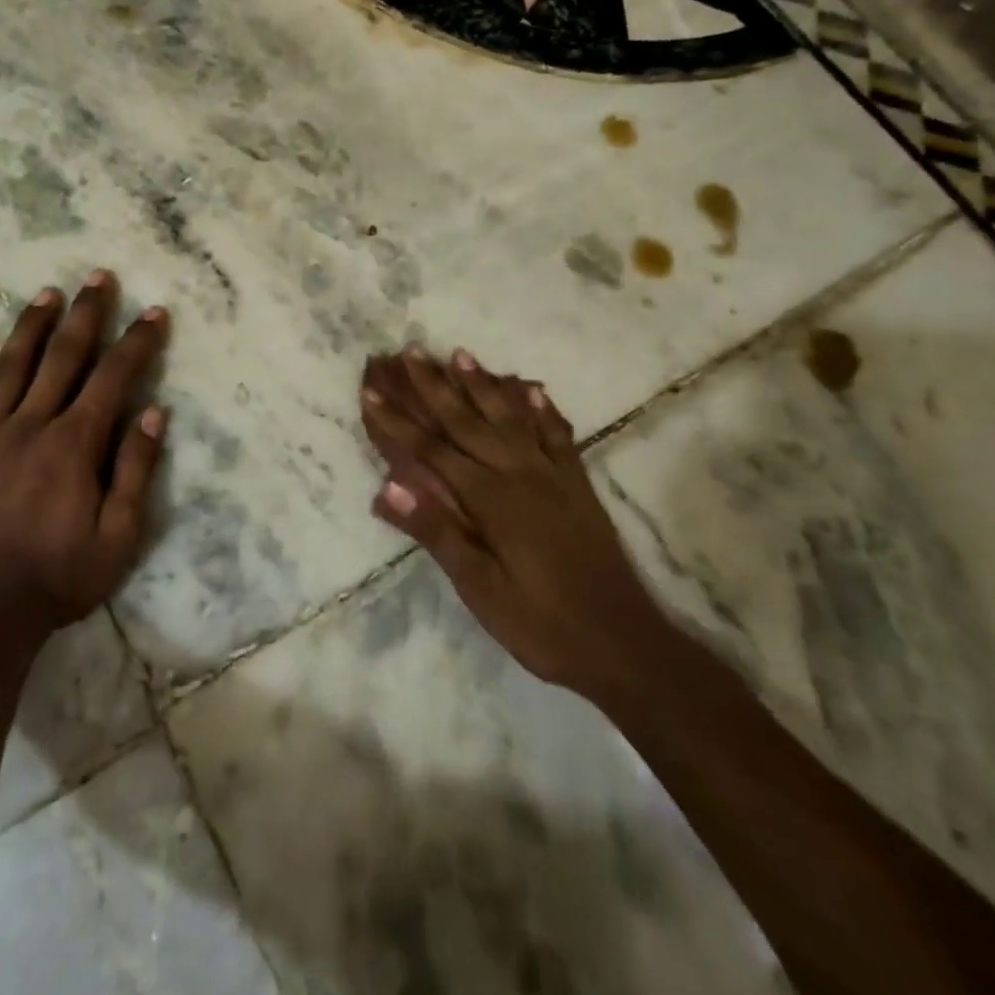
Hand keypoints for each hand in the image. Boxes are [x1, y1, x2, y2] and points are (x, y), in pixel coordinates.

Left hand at [0, 270, 168, 636]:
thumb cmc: (57, 579)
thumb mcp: (119, 535)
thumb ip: (135, 469)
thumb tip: (154, 412)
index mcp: (74, 444)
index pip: (113, 377)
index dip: (138, 342)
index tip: (154, 313)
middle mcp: (30, 426)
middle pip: (63, 357)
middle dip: (86, 314)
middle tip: (99, 277)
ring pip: (9, 368)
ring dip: (30, 328)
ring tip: (47, 294)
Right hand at [359, 347, 666, 697]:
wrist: (623, 644)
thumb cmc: (540, 623)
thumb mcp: (479, 588)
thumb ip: (436, 532)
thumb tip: (388, 486)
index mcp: (490, 499)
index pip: (431, 450)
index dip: (398, 420)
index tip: (371, 390)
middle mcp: (520, 474)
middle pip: (468, 421)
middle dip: (435, 386)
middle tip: (411, 351)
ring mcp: (553, 476)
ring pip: (510, 418)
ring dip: (483, 385)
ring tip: (461, 354)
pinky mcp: (578, 486)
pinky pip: (558, 435)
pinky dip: (543, 410)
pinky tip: (533, 390)